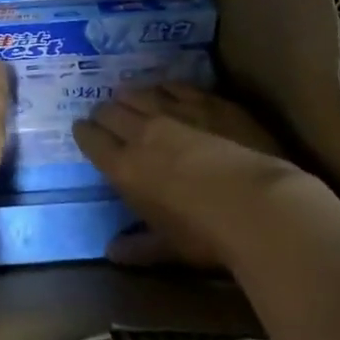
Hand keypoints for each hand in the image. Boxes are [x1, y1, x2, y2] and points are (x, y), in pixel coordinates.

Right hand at [71, 82, 309, 268]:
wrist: (257, 204)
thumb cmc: (207, 235)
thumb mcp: (169, 248)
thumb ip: (138, 247)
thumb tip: (112, 253)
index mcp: (125, 168)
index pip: (93, 141)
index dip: (84, 133)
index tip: (82, 130)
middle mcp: (142, 133)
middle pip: (112, 111)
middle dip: (104, 112)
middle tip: (104, 116)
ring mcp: (176, 112)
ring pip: (141, 93)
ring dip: (130, 95)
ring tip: (127, 96)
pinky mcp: (208, 102)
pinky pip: (176, 86)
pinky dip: (165, 86)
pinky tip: (165, 87)